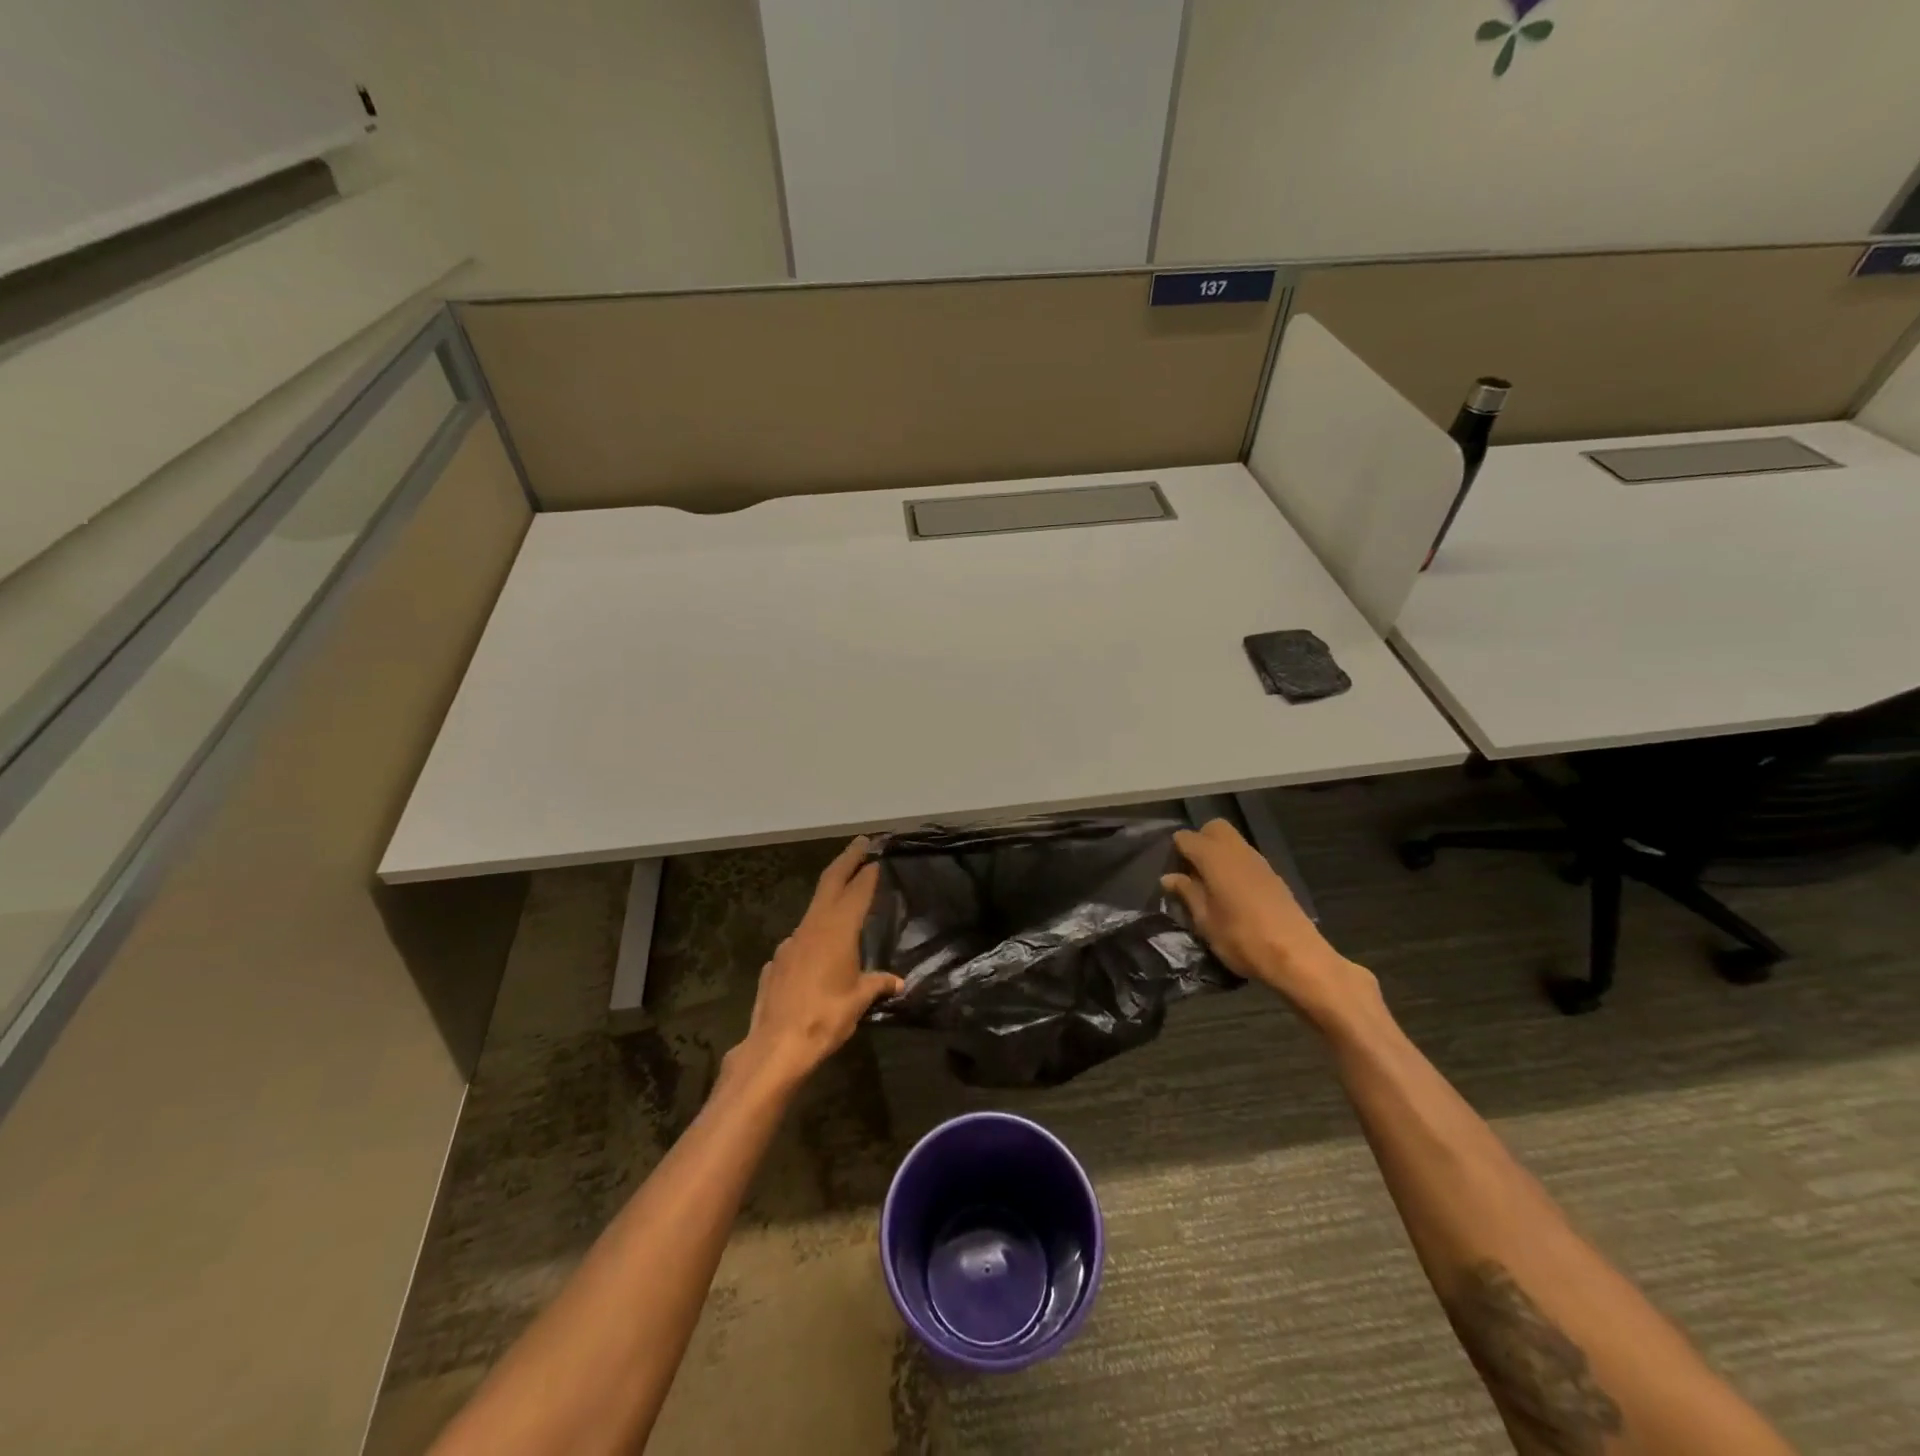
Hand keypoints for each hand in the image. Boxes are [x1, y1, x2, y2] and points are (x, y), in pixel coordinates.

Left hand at [732, 837, 903, 1088]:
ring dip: (829, 898)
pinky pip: (799, 940)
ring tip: (845, 900)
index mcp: (837, 930)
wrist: (775, 1047)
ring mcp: (790, 943)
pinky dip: (813, 934)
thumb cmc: (825, 1018)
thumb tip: (897, 982)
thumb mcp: (859, 1001)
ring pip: (813, 910)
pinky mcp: (776, 963)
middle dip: (846, 860)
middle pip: (830, 883)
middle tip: (860, 844)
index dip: (868, 872)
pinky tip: (818, 951)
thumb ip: (877, 985)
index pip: (857, 890)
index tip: (878, 856)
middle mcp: (812, 927)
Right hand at [1161, 819, 1375, 1024]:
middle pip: (1214, 828)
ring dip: (1218, 854)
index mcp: (1215, 858)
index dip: (1175, 851)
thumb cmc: (1242, 939)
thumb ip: (1187, 894)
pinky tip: (1231, 894)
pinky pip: (1246, 858)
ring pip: (1232, 842)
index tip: (1170, 871)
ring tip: (1209, 885)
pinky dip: (1234, 865)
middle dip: (1200, 841)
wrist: (1297, 956)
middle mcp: (1237, 851)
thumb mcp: (1205, 921)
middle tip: (1191, 871)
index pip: (1186, 838)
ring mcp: (1259, 861)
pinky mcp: (1273, 876)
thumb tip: (1169, 877)